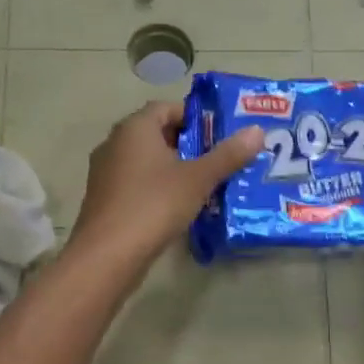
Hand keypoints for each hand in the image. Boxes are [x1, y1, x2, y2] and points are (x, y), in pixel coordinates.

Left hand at [70, 102, 262, 268]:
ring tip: (206, 183)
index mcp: (135, 128)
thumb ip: (228, 154)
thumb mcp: (198, 179)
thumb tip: (258, 131)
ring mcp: (105, 173)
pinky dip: (158, 187)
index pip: (166, 107)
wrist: (107, 255)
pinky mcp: (105, 199)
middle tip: (219, 159)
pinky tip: (179, 206)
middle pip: (157, 134)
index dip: (195, 117)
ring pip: (147, 161)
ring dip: (174, 168)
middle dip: (189, 144)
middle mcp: (115, 143)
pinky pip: (137, 183)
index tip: (220, 134)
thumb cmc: (154, 205)